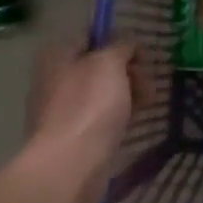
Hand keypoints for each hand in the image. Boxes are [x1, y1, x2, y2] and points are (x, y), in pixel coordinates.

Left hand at [21, 38, 140, 202]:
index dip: (119, 41)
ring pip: (100, 94)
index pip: (91, 37)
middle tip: (148, 84)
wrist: (70, 166)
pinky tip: (133, 123)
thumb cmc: (89, 106)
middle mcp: (54, 79)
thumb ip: (121, 46)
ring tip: (148, 104)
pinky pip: (98, 118)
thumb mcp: (110, 64)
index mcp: (57, 56)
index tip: (143, 55)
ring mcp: (61, 110)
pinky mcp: (71, 137)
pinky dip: (116, 117)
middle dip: (127, 72)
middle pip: (97, 66)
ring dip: (126, 94)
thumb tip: (127, 44)